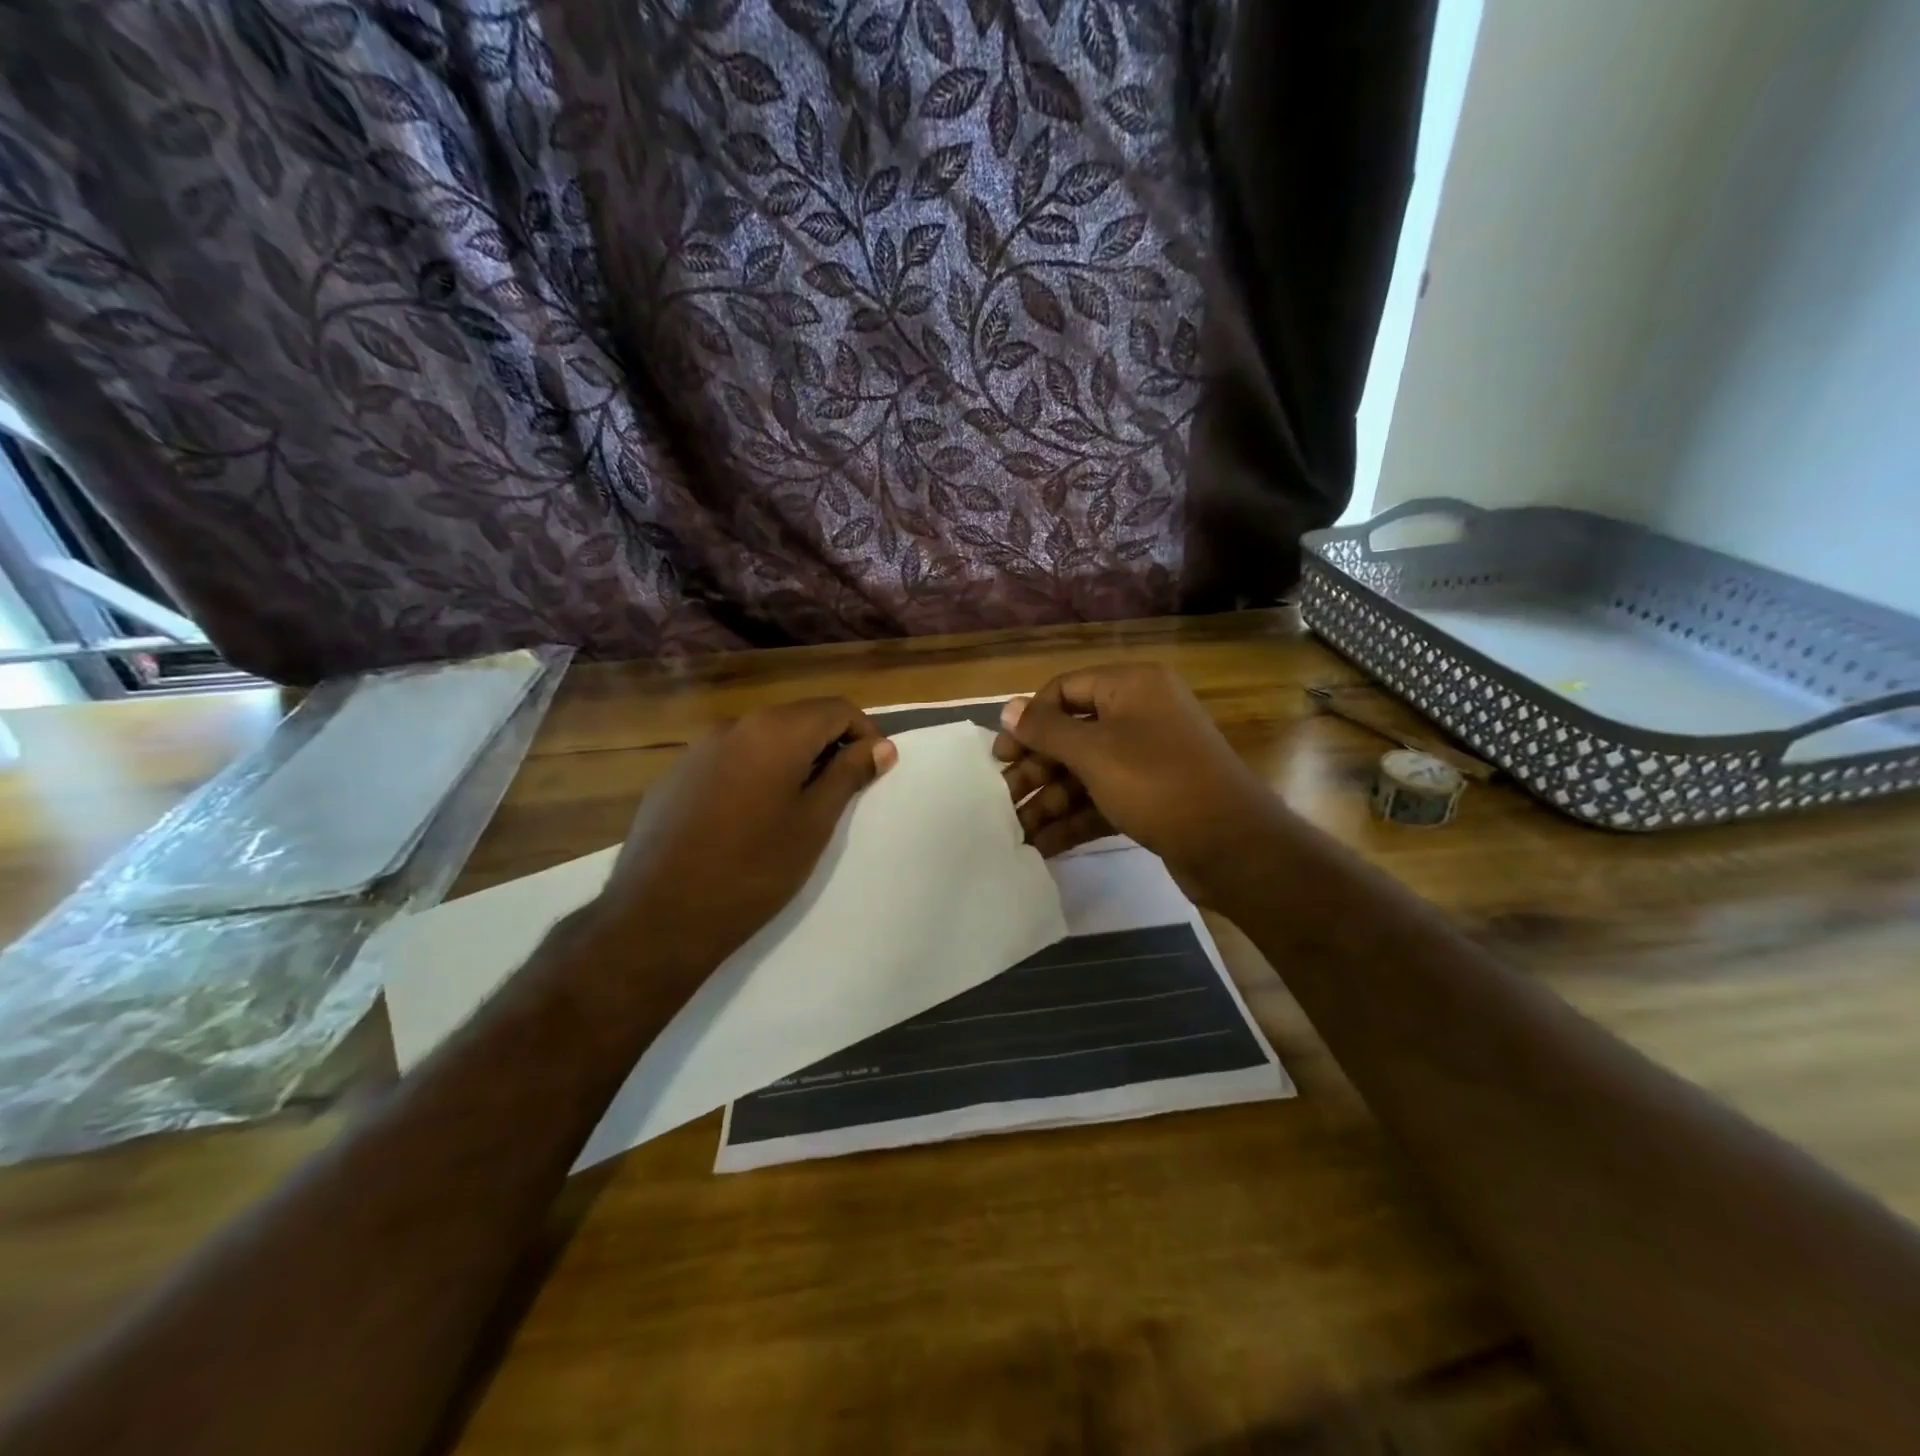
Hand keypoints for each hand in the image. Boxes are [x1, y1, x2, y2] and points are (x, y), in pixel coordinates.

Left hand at [589, 698, 896, 976]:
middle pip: (798, 718)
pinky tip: (750, 818)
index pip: (836, 709)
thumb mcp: (814, 824)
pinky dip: (755, 773)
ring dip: (792, 760)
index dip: (865, 734)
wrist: (659, 916)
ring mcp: (698, 750)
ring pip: (762, 739)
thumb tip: (881, 747)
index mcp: (775, 732)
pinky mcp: (675, 776)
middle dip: (829, 745)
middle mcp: (735, 726)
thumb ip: (848, 775)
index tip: (875, 770)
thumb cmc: (753, 870)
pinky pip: (729, 760)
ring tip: (799, 807)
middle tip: (843, 791)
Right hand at [994, 664, 1285, 904]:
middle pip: (1072, 734)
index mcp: (1130, 687)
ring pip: (1084, 772)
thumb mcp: (1094, 751)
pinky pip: (1102, 799)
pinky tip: (1042, 845)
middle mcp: (1139, 715)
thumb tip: (1007, 708)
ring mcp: (1147, 759)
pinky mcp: (1151, 797)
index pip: (1065, 689)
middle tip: (1003, 799)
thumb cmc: (1157, 782)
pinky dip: (1073, 819)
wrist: (1232, 845)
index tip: (1001, 755)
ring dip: (1049, 800)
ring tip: (1015, 831)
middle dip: (1036, 768)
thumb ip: (1046, 730)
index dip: (1029, 719)